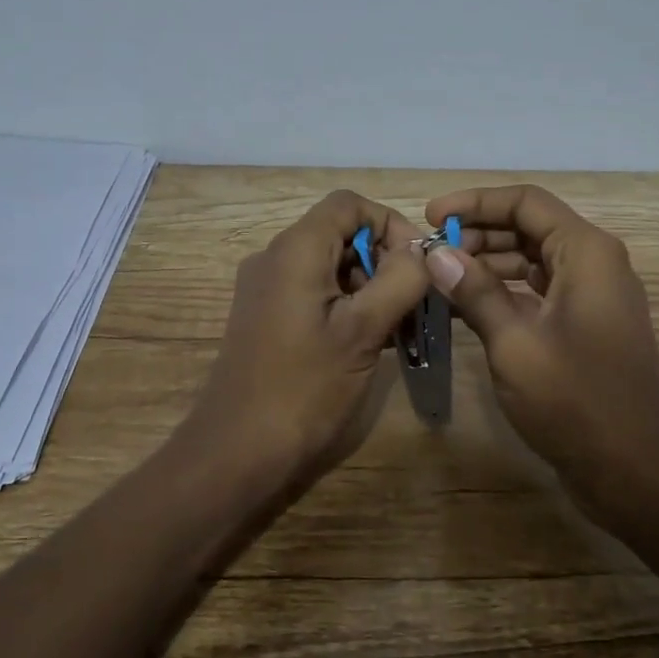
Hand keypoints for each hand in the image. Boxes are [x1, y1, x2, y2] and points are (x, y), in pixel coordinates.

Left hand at [179, 190, 429, 480]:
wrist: (237, 453)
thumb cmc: (305, 388)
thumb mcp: (364, 330)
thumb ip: (400, 280)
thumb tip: (422, 252)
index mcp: (296, 249)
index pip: (350, 204)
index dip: (390, 224)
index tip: (416, 266)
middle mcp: (275, 258)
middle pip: (341, 234)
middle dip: (384, 260)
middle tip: (412, 305)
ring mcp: (267, 289)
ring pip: (331, 266)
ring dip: (370, 287)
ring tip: (397, 330)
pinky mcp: (266, 318)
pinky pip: (315, 293)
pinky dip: (347, 306)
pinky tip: (370, 343)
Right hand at [422, 185, 658, 490]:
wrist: (636, 471)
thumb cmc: (576, 400)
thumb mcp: (515, 343)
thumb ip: (474, 292)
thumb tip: (435, 253)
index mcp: (585, 252)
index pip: (525, 202)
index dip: (474, 203)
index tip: (431, 218)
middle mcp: (593, 263)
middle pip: (529, 227)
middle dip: (478, 233)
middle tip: (432, 254)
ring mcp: (592, 296)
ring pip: (532, 260)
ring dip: (487, 263)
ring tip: (441, 278)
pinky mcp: (584, 326)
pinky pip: (539, 291)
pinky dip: (504, 292)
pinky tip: (466, 307)